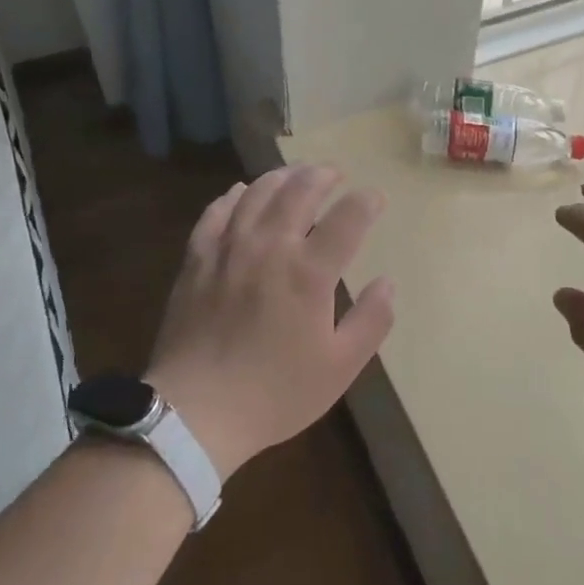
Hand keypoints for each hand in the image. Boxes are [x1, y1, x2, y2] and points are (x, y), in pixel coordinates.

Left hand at [144, 166, 394, 479]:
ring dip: (281, 176)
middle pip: (300, 191)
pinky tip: (241, 192)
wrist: (195, 411)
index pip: (348, 218)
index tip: (376, 197)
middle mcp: (270, 246)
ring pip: (258, 193)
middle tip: (334, 173)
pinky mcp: (197, 258)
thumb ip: (371, 321)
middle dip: (322, 175)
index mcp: (309, 271)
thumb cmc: (275, 393)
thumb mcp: (339, 367)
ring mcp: (229, 248)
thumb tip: (388, 282)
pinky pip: (216, 211)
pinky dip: (233, 195)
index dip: (367, 201)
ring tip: (295, 174)